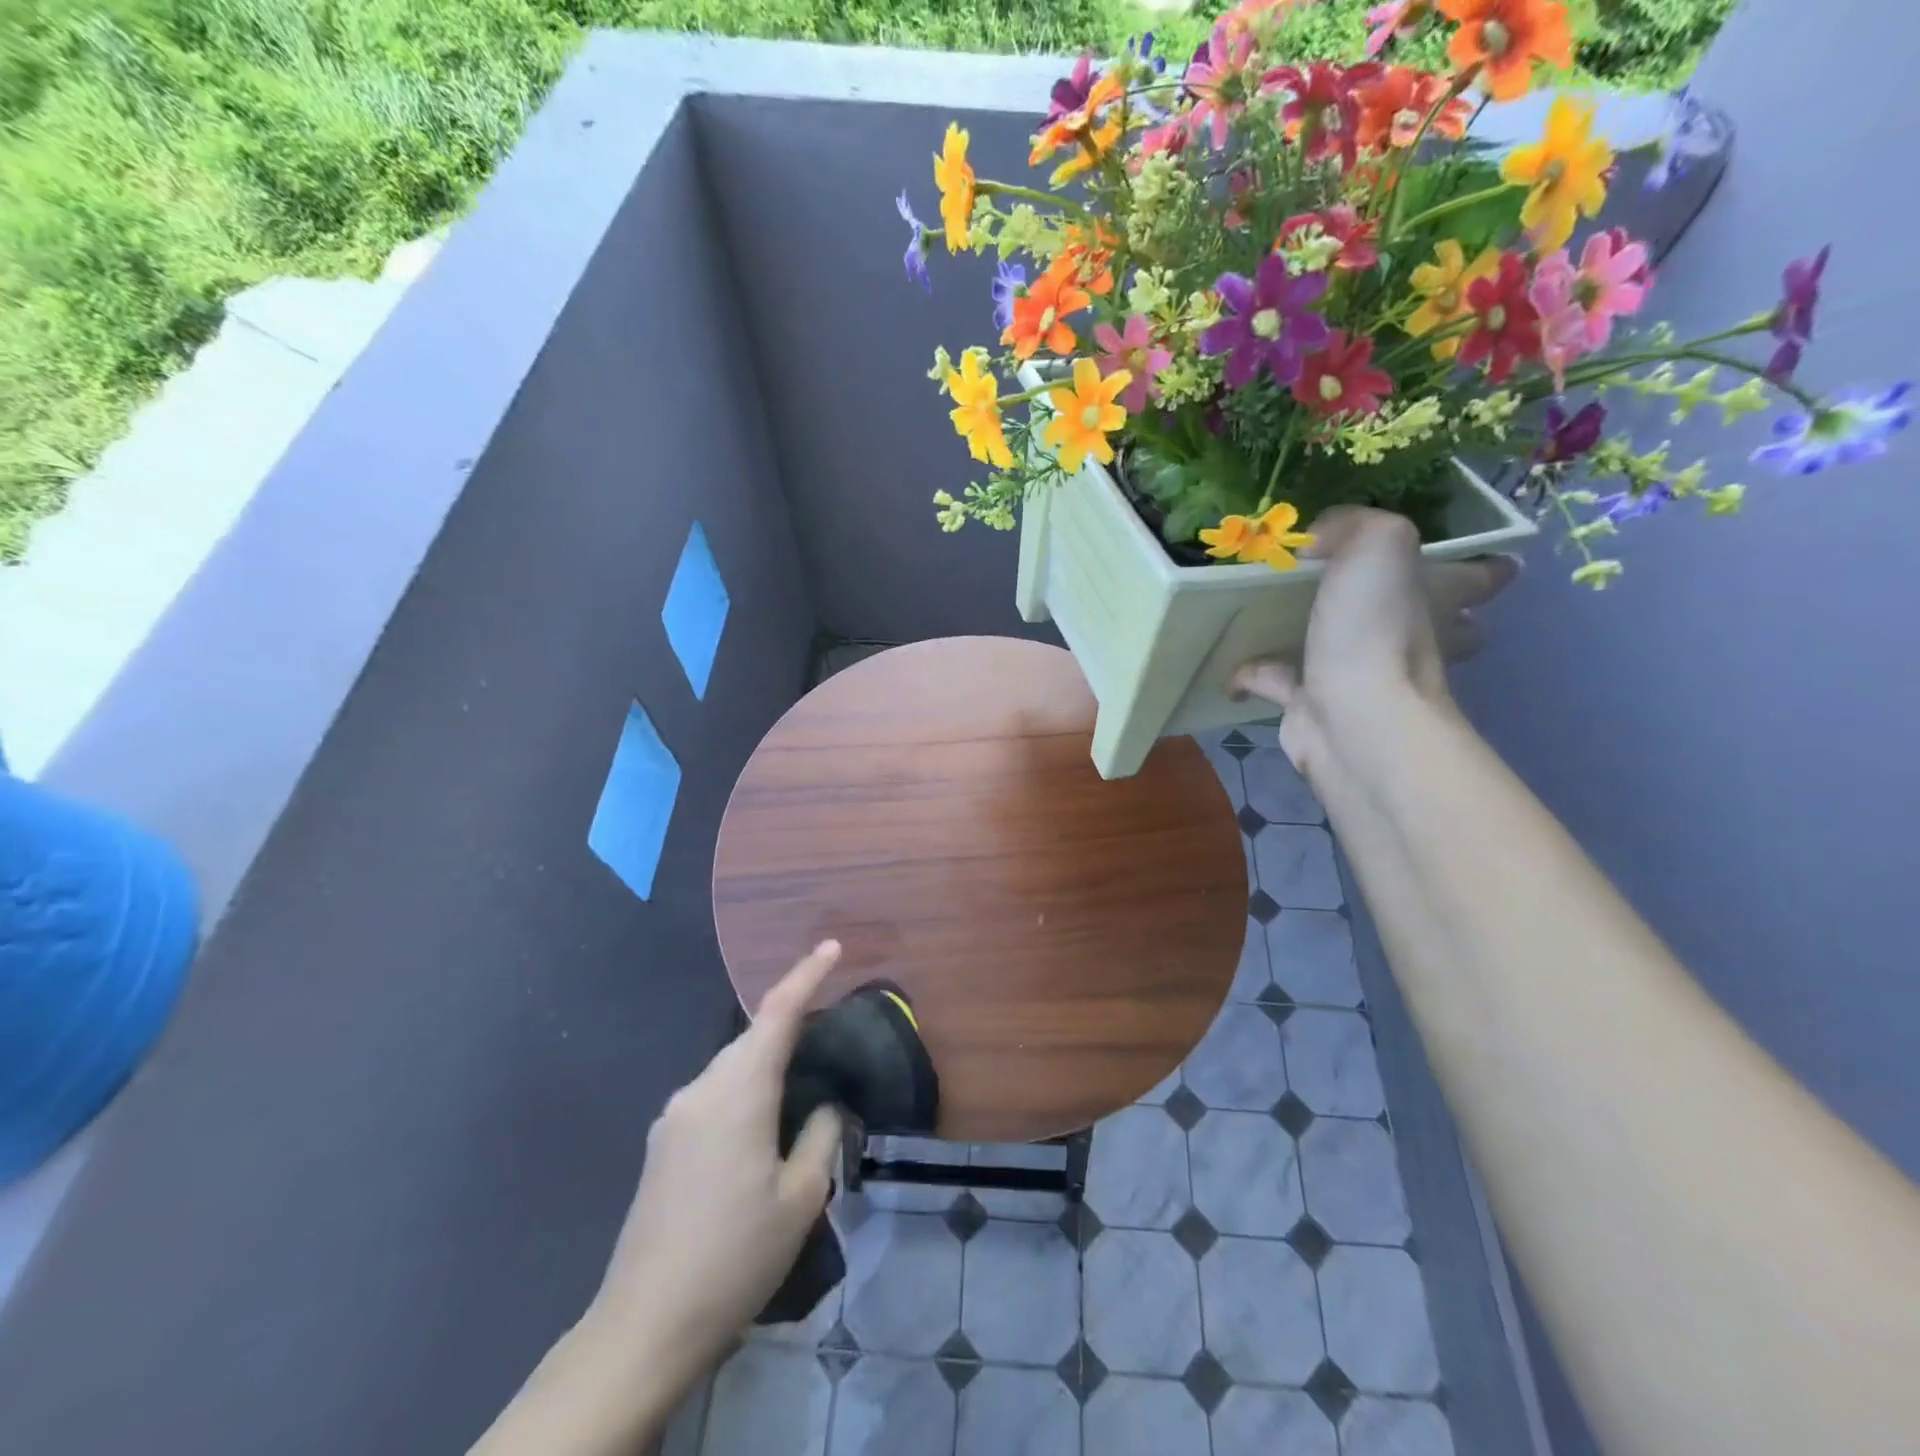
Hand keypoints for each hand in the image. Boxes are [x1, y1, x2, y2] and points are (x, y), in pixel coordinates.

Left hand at [587, 942, 845, 1375]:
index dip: (807, 975)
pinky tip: (760, 1124)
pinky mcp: (662, 1143)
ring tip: (801, 1082)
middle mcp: (701, 1089)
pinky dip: (744, 1088)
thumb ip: (820, 1136)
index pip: (778, 1013)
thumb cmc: (734, 1257)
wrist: (644, 1325)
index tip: (832, 947)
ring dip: (766, 1061)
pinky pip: (713, 1094)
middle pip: (752, 1037)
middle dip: (790, 1023)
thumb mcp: (800, 1199)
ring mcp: (674, 1116)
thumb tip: (823, 1106)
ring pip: (731, 1065)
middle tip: (830, 1031)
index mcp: (738, 1092)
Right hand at [1231, 508, 1516, 784]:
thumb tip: (1314, 543)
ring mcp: (1361, 678)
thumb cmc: (1377, 632)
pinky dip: (1252, 673)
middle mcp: (1408, 641)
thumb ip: (1351, 526)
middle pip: (1426, 621)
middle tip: (1370, 586)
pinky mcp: (1313, 705)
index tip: (1478, 556)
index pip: (1481, 578)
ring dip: (1318, 636)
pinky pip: (1278, 680)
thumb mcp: (1378, 545)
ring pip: (1345, 650)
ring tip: (1277, 610)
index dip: (1483, 566)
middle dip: (1412, 607)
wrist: (1350, 720)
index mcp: (1436, 600)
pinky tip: (1230, 661)